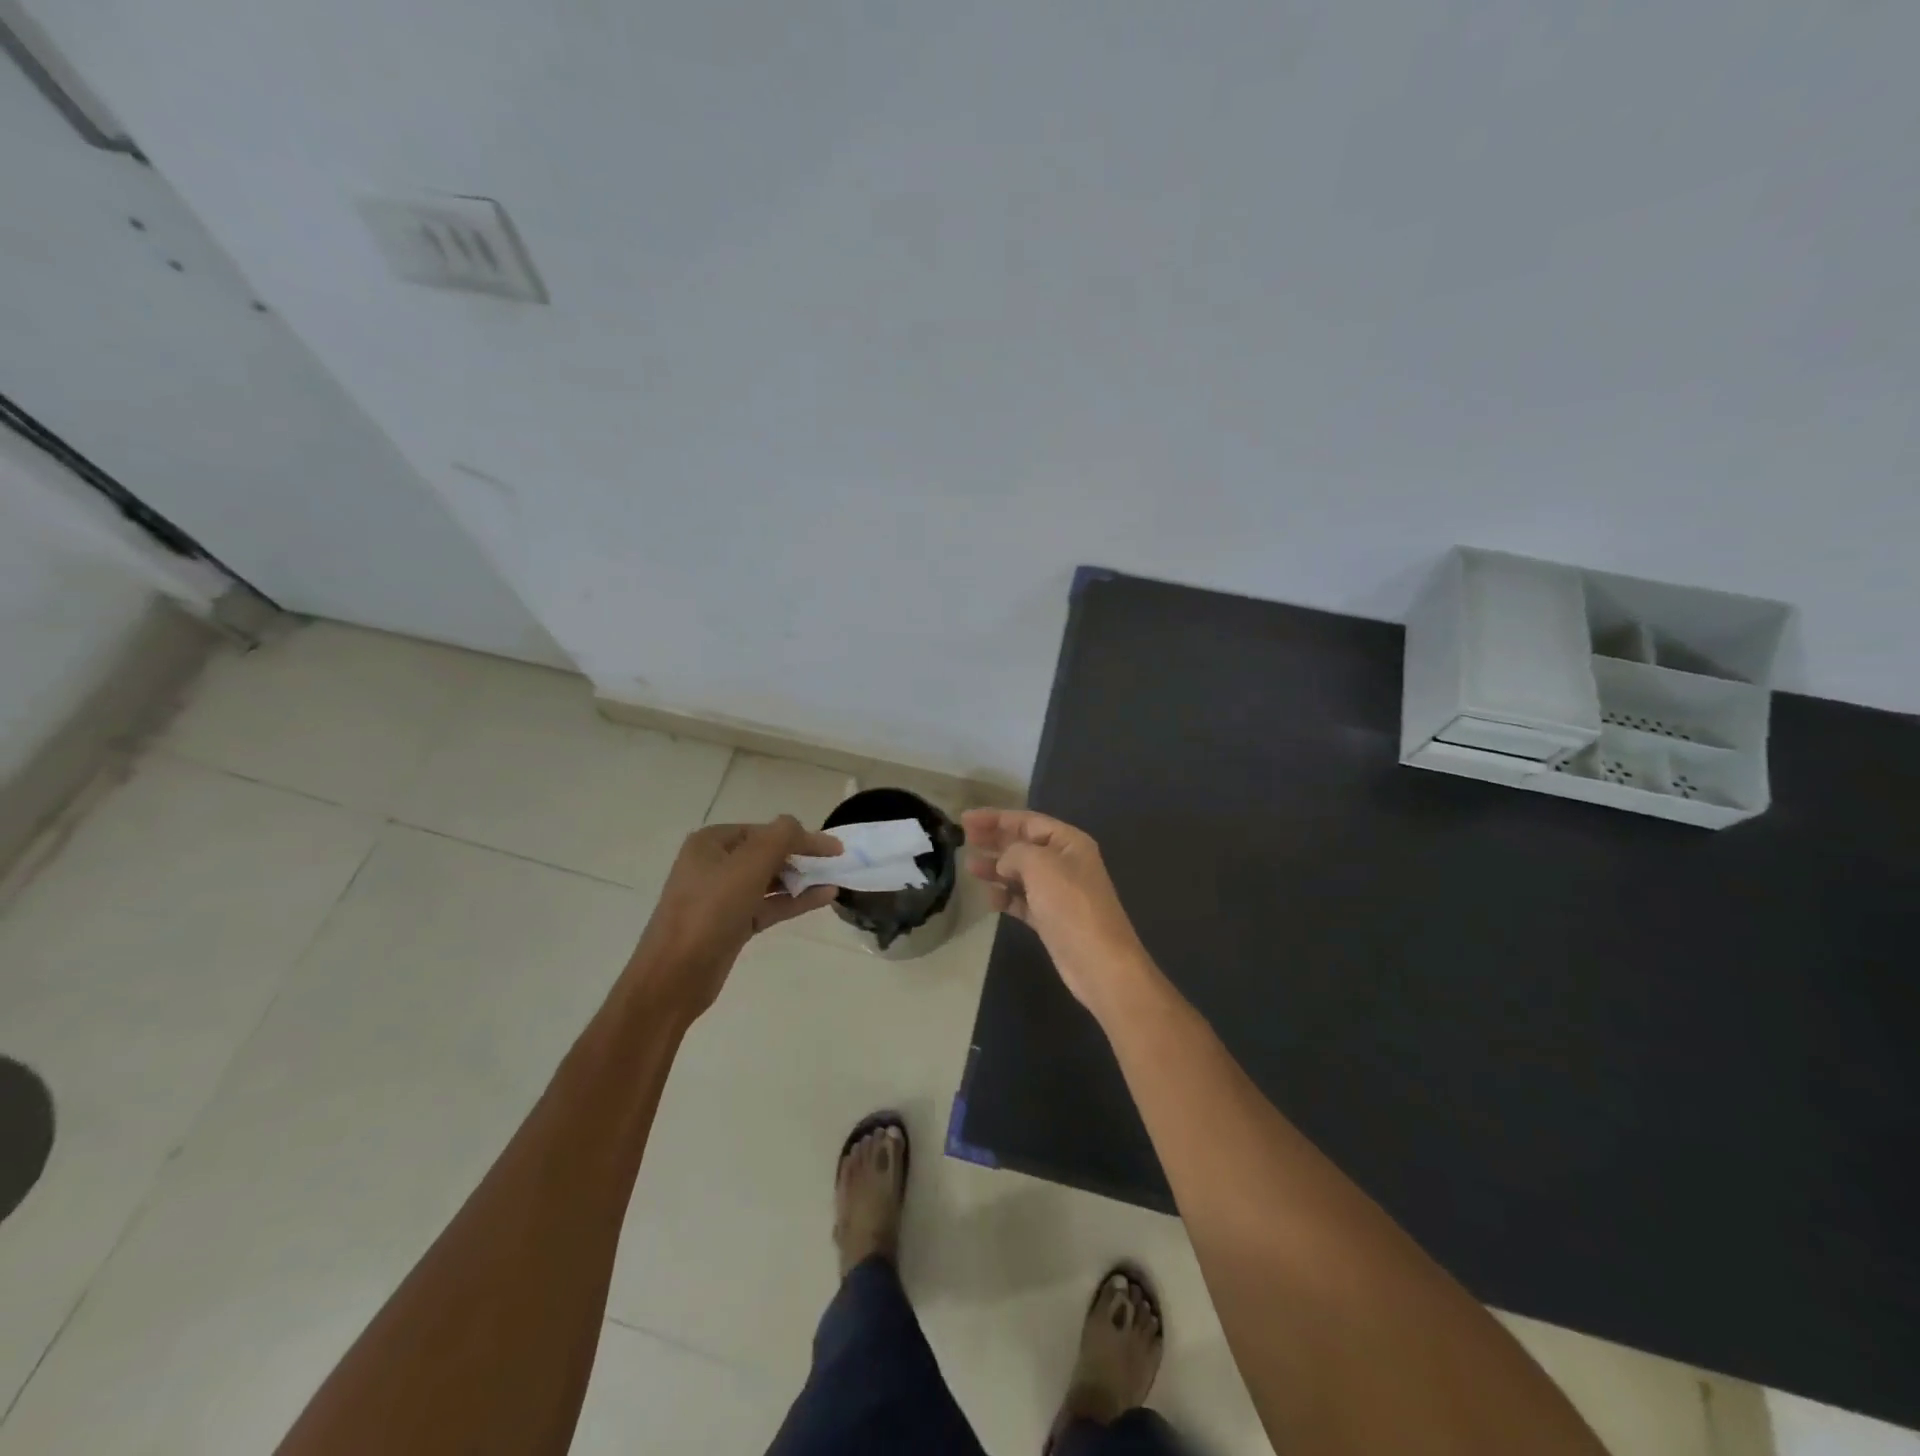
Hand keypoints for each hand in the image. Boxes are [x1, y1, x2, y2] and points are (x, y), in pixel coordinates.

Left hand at [625, 817, 840, 1023]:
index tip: (835, 848)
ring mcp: (723, 896)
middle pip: (768, 853)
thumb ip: (780, 838)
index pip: (766, 830)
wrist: (675, 976)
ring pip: (771, 880)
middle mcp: (715, 864)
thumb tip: (799, 826)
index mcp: (712, 843)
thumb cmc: (710, 911)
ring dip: (802, 879)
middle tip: (836, 864)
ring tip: (835, 879)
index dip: (801, 836)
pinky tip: (824, 897)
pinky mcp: (732, 923)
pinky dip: (795, 900)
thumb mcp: (748, 866)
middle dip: (801, 857)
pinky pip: (769, 904)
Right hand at [962, 809, 1154, 1022]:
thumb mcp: (1041, 865)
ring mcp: (1058, 892)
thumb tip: (1003, 862)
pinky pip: (1023, 900)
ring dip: (996, 868)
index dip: (996, 818)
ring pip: (1020, 873)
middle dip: (995, 840)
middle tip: (964, 838)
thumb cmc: (1071, 905)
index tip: (966, 819)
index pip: (1028, 821)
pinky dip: (1006, 897)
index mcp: (1069, 842)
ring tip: (970, 867)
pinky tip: (990, 898)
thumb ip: (1015, 853)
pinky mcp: (1050, 918)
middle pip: (1023, 844)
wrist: (1099, 962)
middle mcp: (1064, 863)